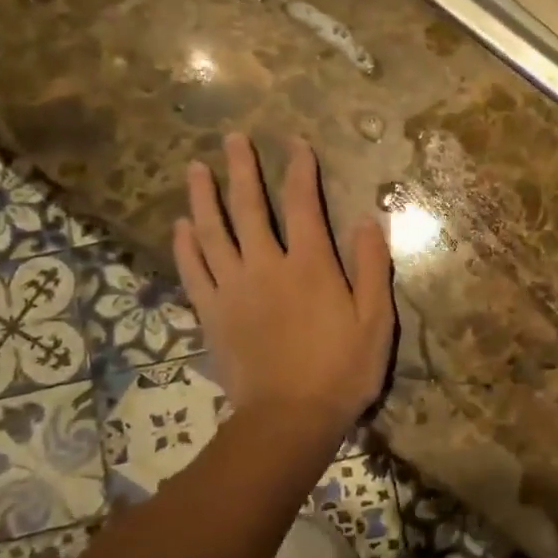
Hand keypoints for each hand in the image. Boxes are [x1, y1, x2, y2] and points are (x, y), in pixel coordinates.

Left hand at [171, 132, 394, 439]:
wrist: (290, 419)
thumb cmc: (342, 370)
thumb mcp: (376, 320)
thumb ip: (373, 267)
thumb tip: (368, 219)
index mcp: (310, 265)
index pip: (302, 205)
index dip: (300, 170)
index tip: (296, 143)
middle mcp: (266, 267)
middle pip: (249, 208)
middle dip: (242, 170)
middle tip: (232, 139)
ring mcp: (233, 290)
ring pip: (213, 233)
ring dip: (204, 198)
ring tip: (196, 168)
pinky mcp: (212, 314)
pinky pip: (193, 272)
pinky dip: (186, 246)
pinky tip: (181, 226)